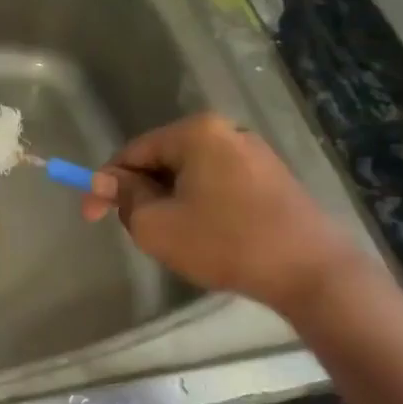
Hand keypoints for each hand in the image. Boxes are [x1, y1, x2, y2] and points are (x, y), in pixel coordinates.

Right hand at [82, 112, 361, 312]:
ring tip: (172, 238)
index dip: (105, 184)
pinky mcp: (272, 177)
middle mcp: (226, 131)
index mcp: (195, 132)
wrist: (312, 272)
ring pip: (190, 174)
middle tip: (135, 231)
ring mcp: (254, 153)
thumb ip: (124, 197)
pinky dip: (200, 205)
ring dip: (170, 201)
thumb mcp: (157, 224)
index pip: (133, 151)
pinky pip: (218, 184)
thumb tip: (106, 181)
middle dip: (141, 194)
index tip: (89, 216)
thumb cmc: (225, 243)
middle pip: (162, 160)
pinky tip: (206, 236)